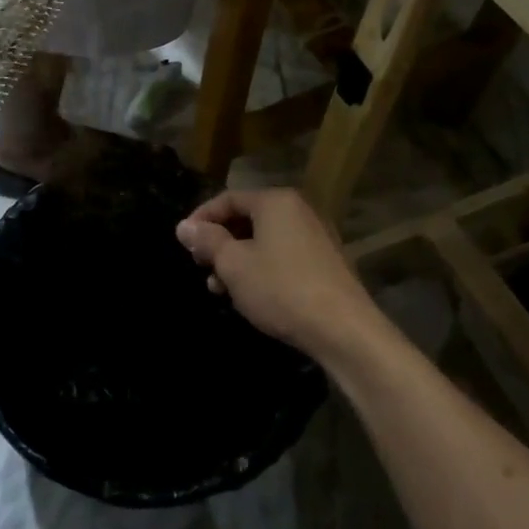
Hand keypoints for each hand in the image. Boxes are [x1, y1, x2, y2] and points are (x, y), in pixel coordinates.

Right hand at [176, 187, 375, 356]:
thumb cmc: (281, 289)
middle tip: (201, 267)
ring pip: (264, 240)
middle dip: (220, 243)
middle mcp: (298, 210)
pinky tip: (251, 295)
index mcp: (275, 201)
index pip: (228, 199)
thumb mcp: (234, 265)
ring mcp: (316, 236)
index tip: (184, 242)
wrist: (344, 330)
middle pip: (247, 218)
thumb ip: (207, 241)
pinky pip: (283, 255)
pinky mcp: (326, 262)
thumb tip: (184, 226)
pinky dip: (262, 268)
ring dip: (238, 260)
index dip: (201, 219)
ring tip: (220, 289)